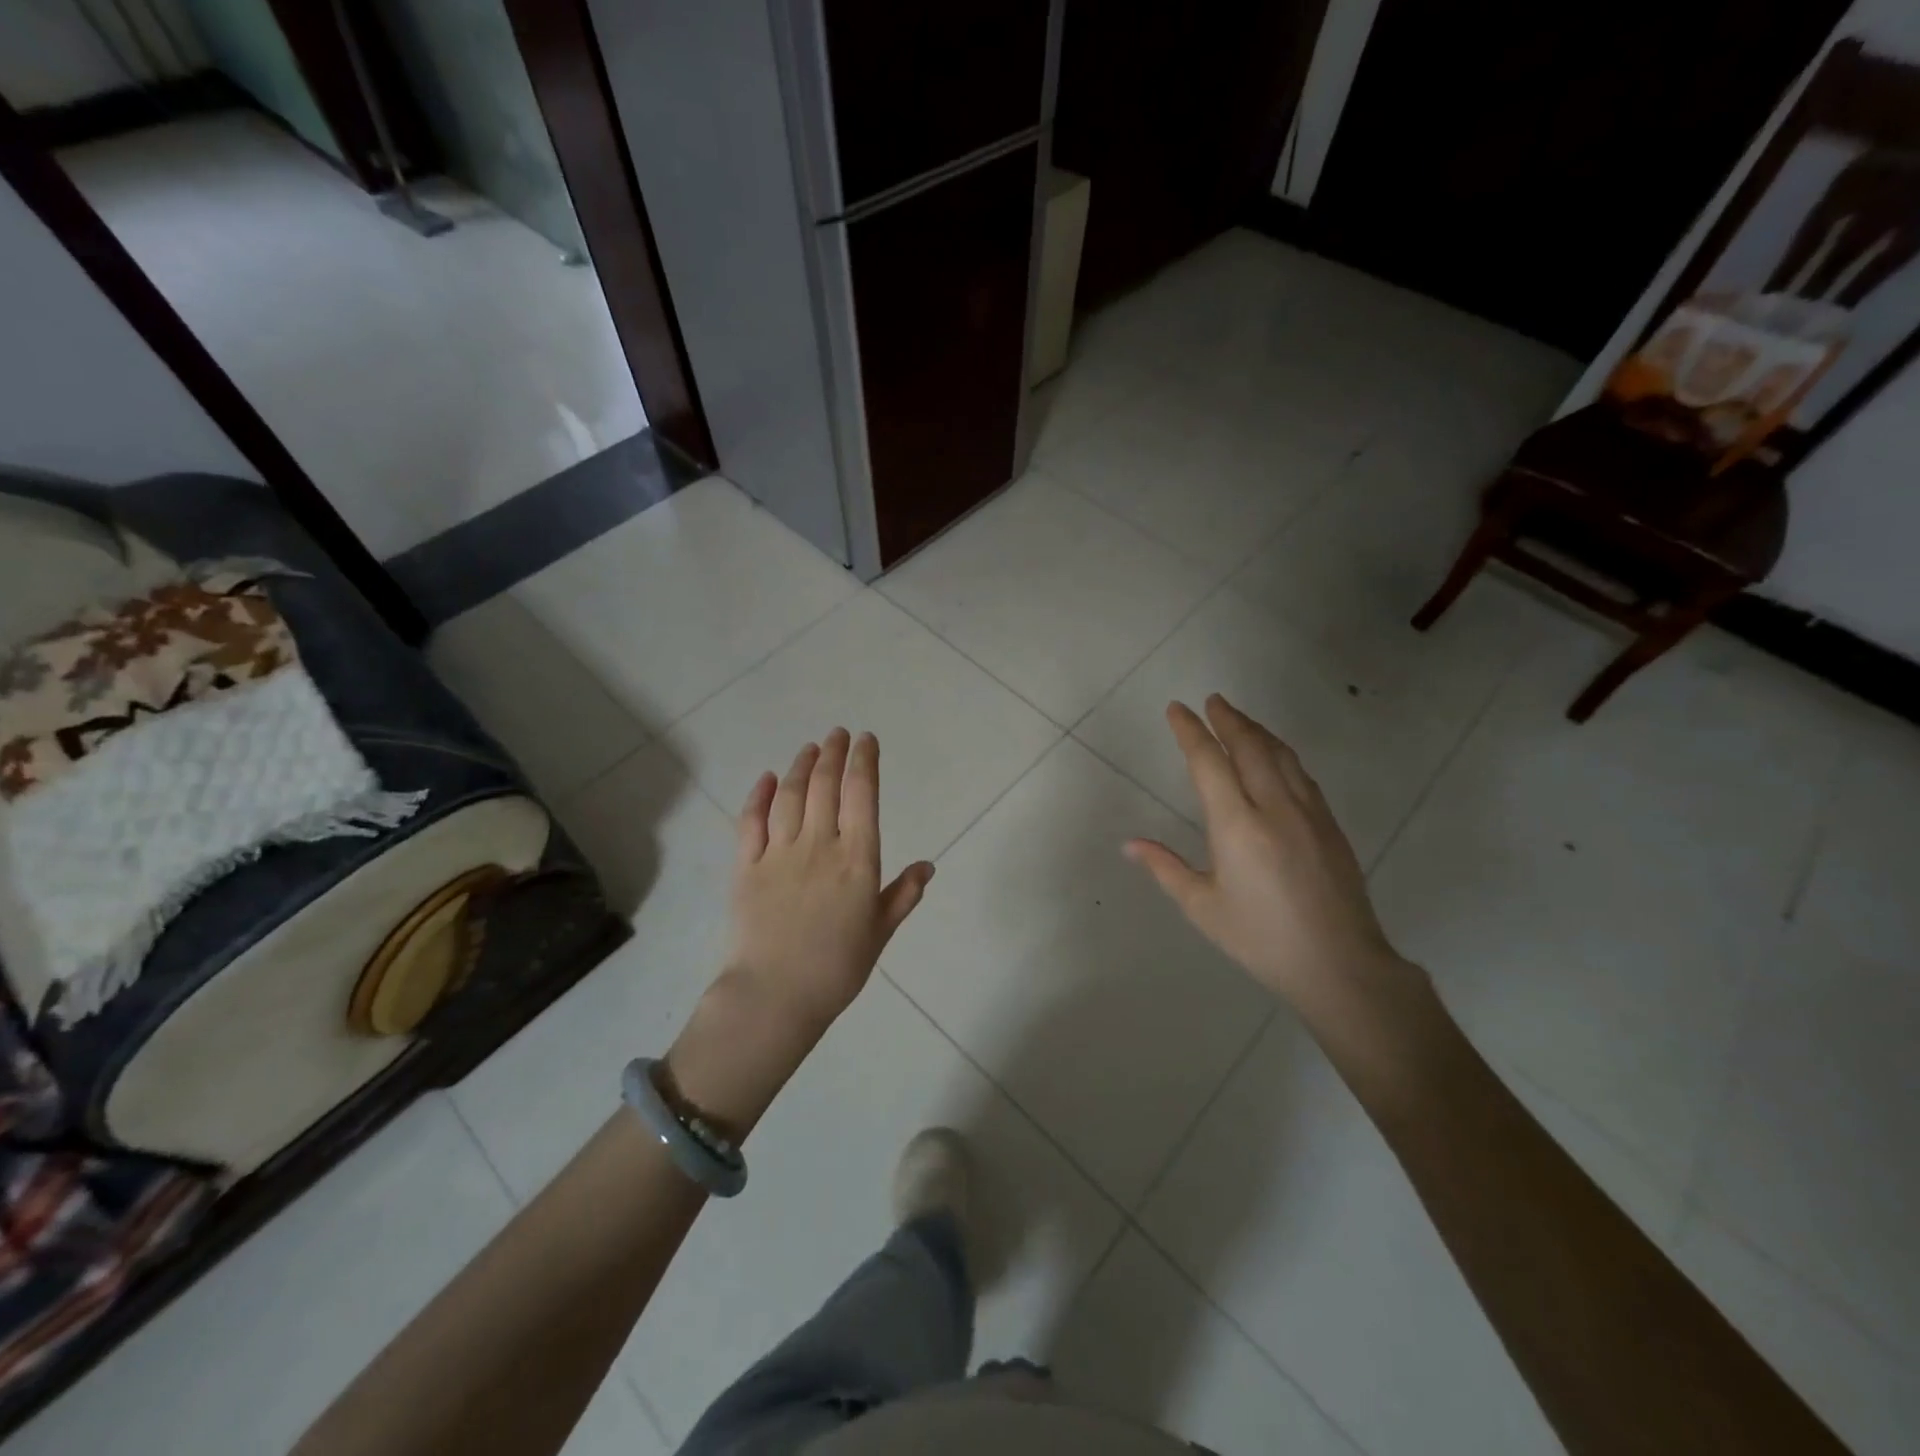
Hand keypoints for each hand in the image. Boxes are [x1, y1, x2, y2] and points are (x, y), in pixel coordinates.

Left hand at [666, 729, 932, 1138]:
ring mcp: (778, 853)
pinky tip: (769, 778)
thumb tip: (928, 866)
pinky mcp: (745, 866)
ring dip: (801, 766)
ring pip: (790, 795)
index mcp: (856, 860)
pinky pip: (751, 821)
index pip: (862, 795)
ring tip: (810, 748)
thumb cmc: (836, 968)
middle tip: (838, 734)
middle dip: (833, 753)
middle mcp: (819, 845)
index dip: (864, 762)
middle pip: (825, 786)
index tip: (866, 741)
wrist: (774, 997)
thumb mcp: (880, 932)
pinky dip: (760, 795)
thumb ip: (903, 895)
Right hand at [1124, 695, 1414, 1024]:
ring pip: (1281, 755)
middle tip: (1211, 701)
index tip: (1177, 709)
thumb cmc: (1261, 939)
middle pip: (1249, 746)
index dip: (1191, 732)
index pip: (1209, 763)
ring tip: (1238, 718)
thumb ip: (1165, 868)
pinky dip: (1281, 753)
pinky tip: (1275, 756)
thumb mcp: (1203, 907)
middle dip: (1228, 719)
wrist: (1339, 964)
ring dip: (1257, 730)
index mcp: (1237, 826)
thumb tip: (1130, 844)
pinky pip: (1301, 774)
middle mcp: (1274, 808)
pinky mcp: (1330, 825)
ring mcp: (1308, 813)